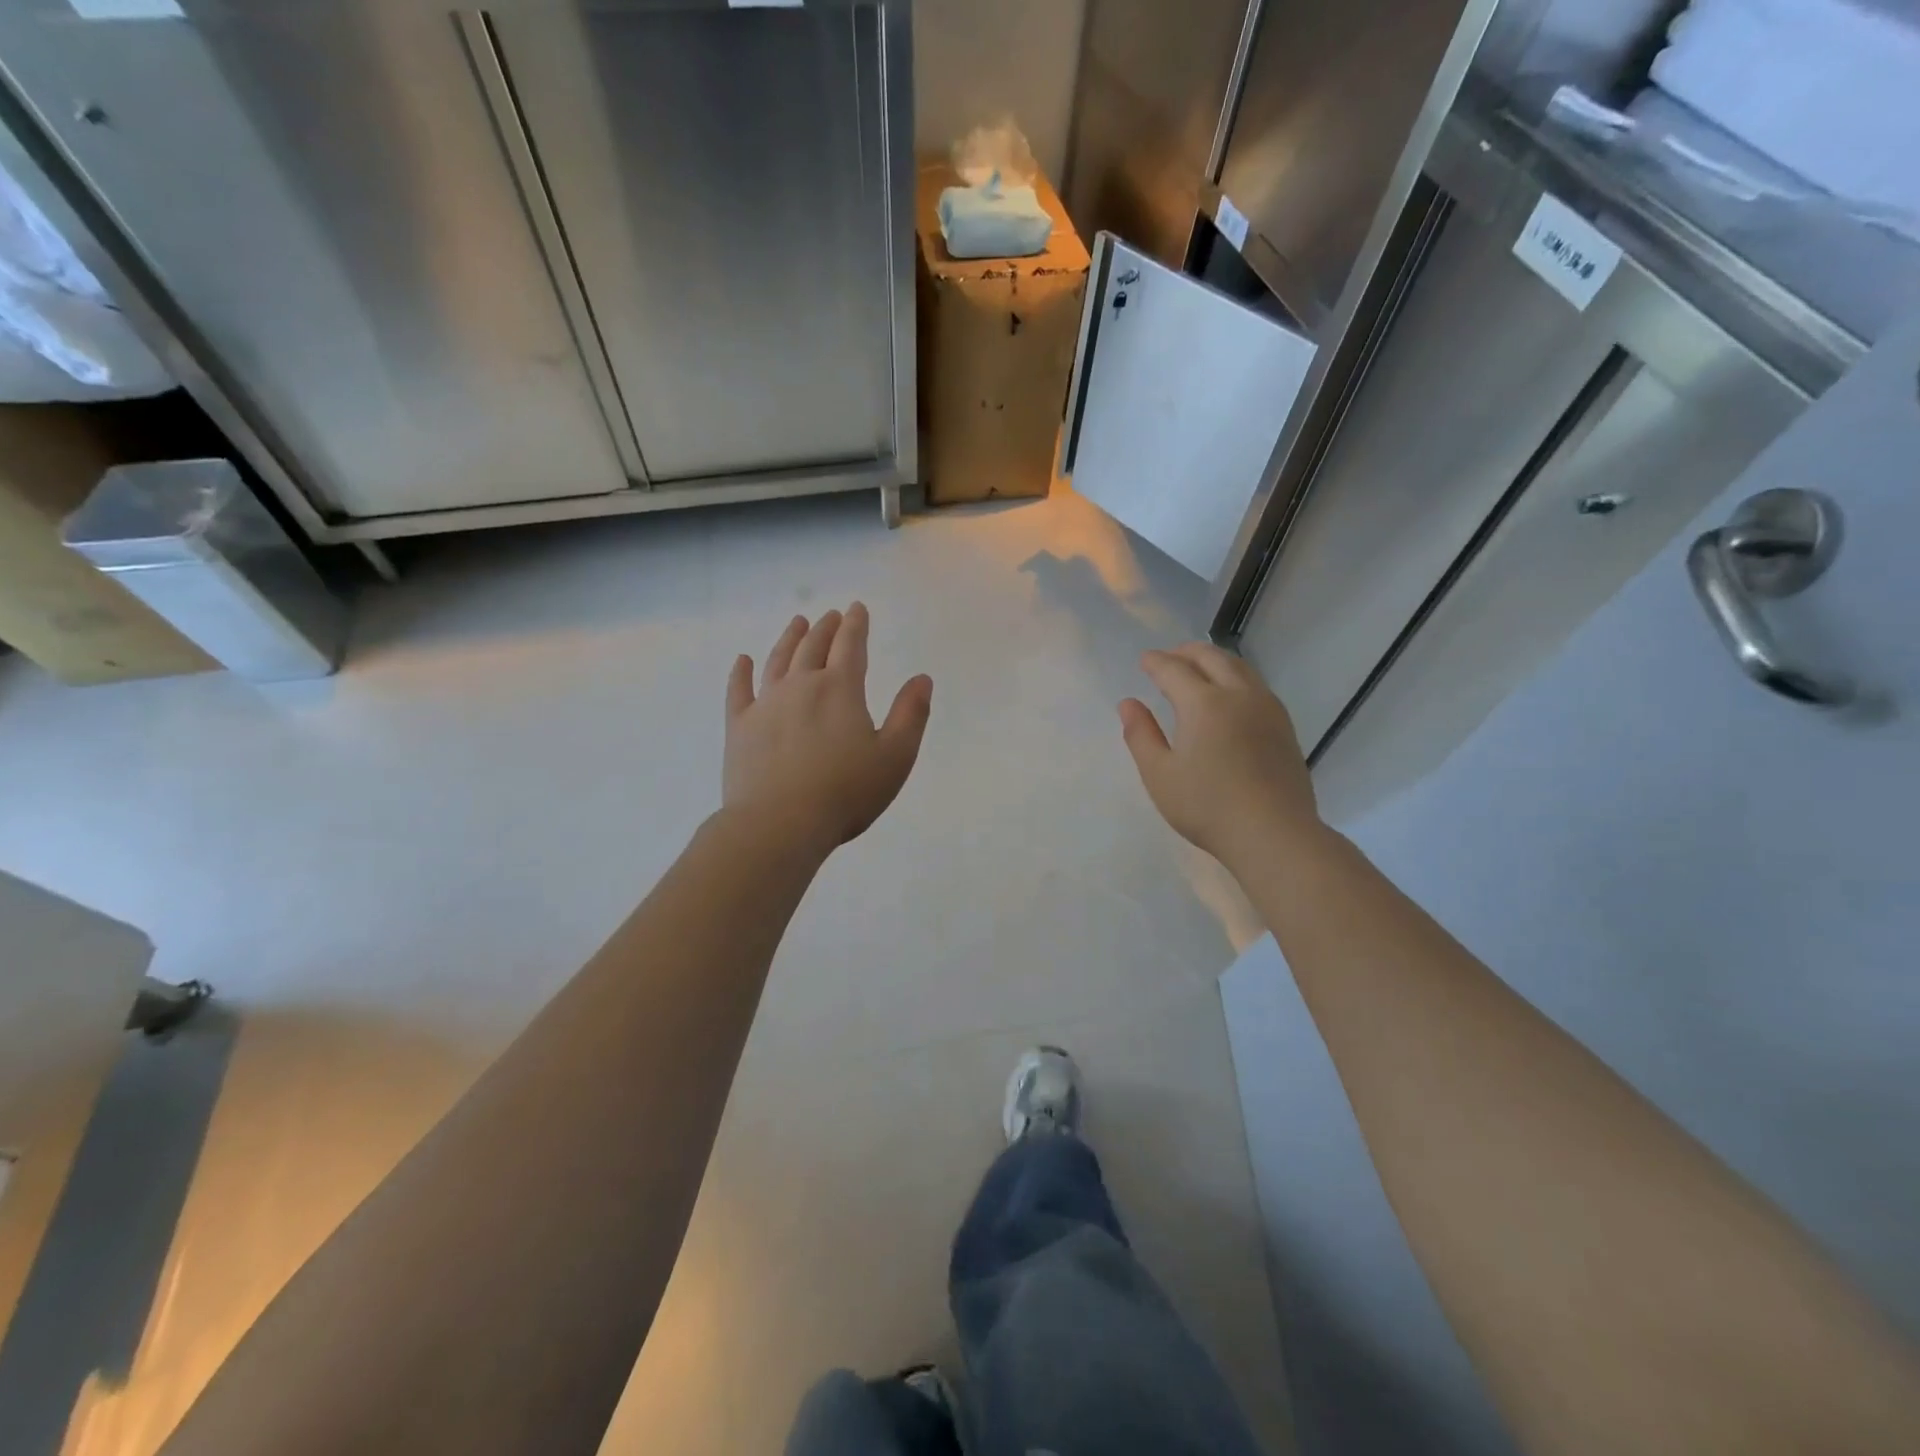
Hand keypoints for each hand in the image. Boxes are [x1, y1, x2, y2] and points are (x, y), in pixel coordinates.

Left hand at [724, 603, 932, 854]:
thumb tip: (922, 678)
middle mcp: (801, 686)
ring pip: (778, 661)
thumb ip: (911, 714)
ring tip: (797, 623)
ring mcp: (765, 704)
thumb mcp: (895, 757)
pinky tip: (743, 661)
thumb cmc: (846, 792)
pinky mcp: (739, 727)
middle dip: (826, 628)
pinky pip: (738, 691)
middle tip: (831, 615)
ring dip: (789, 639)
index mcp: (840, 689)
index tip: (857, 608)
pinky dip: (741, 673)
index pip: (851, 646)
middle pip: (814, 647)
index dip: (856, 625)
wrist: (780, 824)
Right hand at [1119, 642, 1322, 872]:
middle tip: (1169, 658)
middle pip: (1211, 657)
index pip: (1174, 669)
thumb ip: (1140, 735)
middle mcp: (1238, 695)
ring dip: (1214, 660)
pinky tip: (1229, 695)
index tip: (1144, 660)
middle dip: (1186, 652)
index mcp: (1204, 703)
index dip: (1156, 662)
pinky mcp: (1283, 725)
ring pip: (1239, 667)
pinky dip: (1234, 676)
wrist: (1274, 833)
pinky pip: (1255, 684)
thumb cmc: (1207, 806)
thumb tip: (1128, 703)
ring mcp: (1267, 708)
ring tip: (1197, 669)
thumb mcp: (1159, 775)